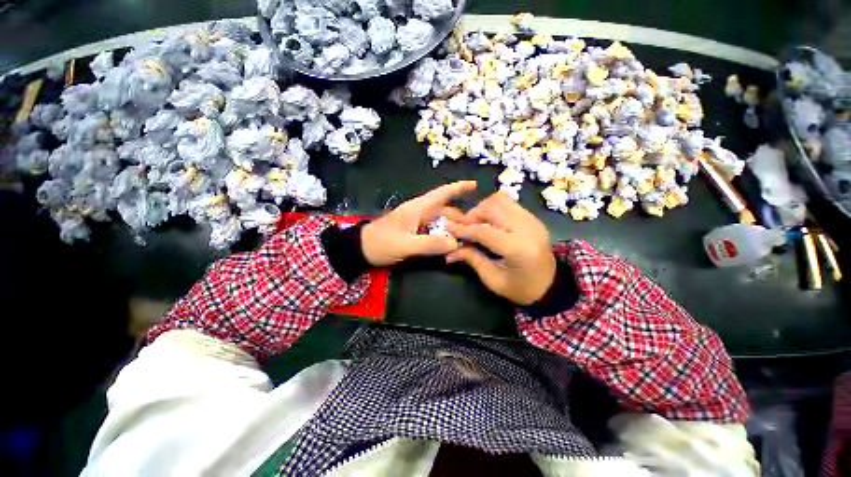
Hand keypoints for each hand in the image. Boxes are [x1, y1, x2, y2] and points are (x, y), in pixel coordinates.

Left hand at [361, 181, 476, 266]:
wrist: (360, 249)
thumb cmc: (381, 243)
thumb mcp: (405, 245)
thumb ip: (430, 244)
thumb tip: (455, 243)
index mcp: (417, 208)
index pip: (441, 193)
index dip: (458, 188)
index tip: (475, 185)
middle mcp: (419, 212)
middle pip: (445, 210)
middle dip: (461, 217)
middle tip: (477, 229)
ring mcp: (417, 222)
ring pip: (440, 221)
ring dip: (453, 228)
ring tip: (466, 239)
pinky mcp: (414, 231)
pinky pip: (434, 230)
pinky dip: (443, 236)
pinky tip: (449, 245)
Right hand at [445, 192, 555, 305]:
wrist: (551, 286)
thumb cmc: (520, 289)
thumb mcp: (493, 279)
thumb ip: (471, 259)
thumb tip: (449, 251)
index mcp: (518, 249)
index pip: (484, 231)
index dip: (463, 229)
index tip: (447, 226)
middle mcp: (527, 228)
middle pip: (492, 208)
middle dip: (473, 215)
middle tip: (463, 227)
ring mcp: (532, 220)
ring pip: (501, 200)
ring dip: (483, 208)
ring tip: (476, 223)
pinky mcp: (533, 218)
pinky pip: (509, 203)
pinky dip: (494, 208)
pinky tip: (489, 221)